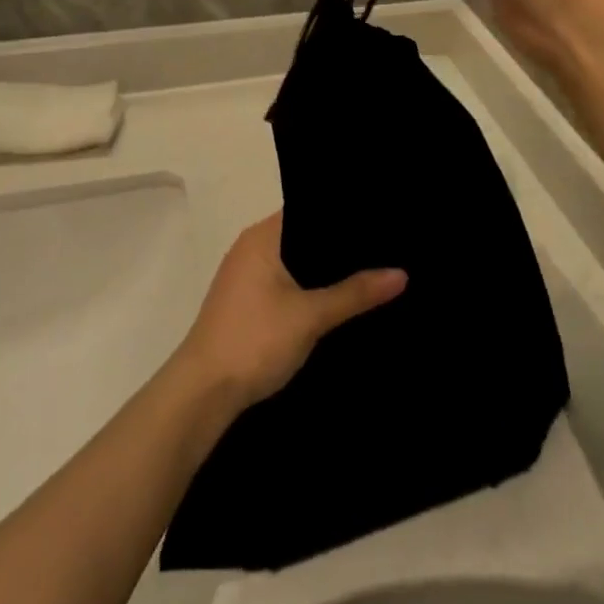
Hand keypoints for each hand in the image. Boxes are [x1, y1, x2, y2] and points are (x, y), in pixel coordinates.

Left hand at [175, 211, 405, 410]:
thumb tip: (401, 273)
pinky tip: (336, 300)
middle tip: (383, 245)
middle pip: (303, 236)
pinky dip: (308, 288)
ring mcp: (245, 277)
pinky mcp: (245, 304)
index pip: (309, 208)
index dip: (342, 212)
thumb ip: (355, 293)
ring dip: (323, 270)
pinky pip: (285, 283)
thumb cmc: (254, 340)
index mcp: (262, 236)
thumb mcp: (310, 316)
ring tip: (368, 269)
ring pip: (294, 262)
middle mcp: (251, 247)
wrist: (202, 394)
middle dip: (338, 244)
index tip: (379, 217)